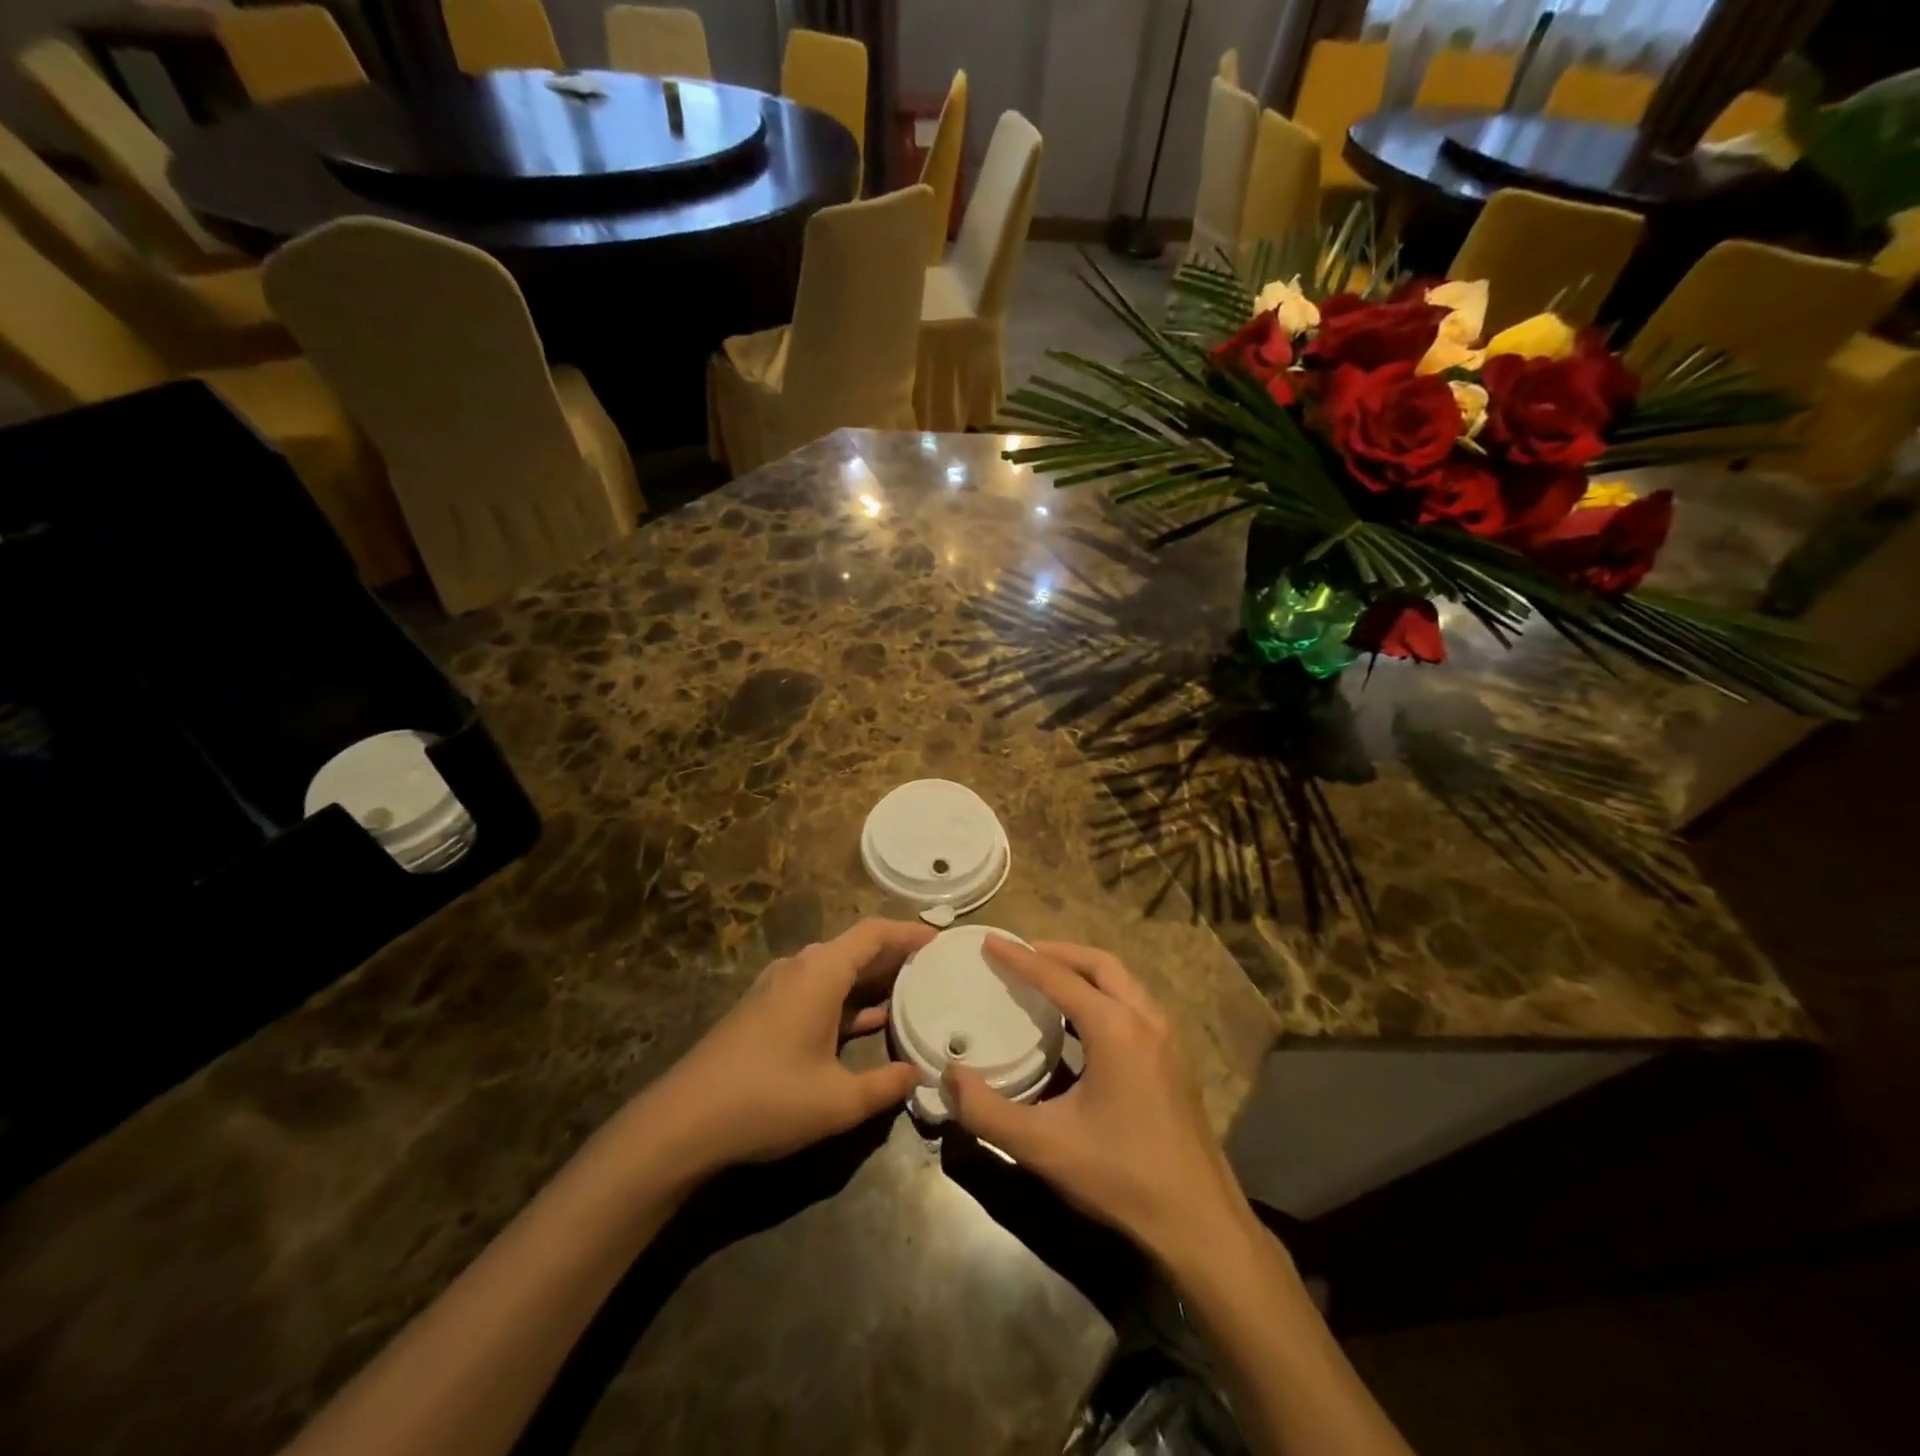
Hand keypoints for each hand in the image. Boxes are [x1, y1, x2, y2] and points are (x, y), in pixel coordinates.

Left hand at [650, 919, 934, 1172]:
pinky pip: (818, 990)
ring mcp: (778, 988)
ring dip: (871, 979)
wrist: (682, 1122)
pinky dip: (847, 998)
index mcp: (819, 973)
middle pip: (856, 948)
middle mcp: (799, 968)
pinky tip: (869, 1021)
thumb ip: (884, 1086)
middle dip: (896, 955)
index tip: (941, 940)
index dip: (910, 932)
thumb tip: (917, 1075)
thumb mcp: (837, 1101)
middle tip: (936, 968)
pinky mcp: (765, 1010)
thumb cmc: (766, 1100)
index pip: (874, 933)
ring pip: (836, 970)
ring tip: (912, 992)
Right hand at [943, 938, 1253, 1268]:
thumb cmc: (1120, 1176)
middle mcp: (1146, 1020)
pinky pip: (1135, 1004)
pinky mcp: (1175, 1059)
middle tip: (1022, 954)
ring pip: (1123, 982)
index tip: (990, 940)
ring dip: (1085, 971)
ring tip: (1048, 978)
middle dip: (1059, 953)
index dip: (1020, 958)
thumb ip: (987, 1111)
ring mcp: (1167, 1038)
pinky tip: (1082, 1022)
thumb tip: (949, 1077)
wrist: (1199, 1222)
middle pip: (1100, 964)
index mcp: (1116, 1028)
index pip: (1059, 978)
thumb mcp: (1043, 1146)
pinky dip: (1104, 993)